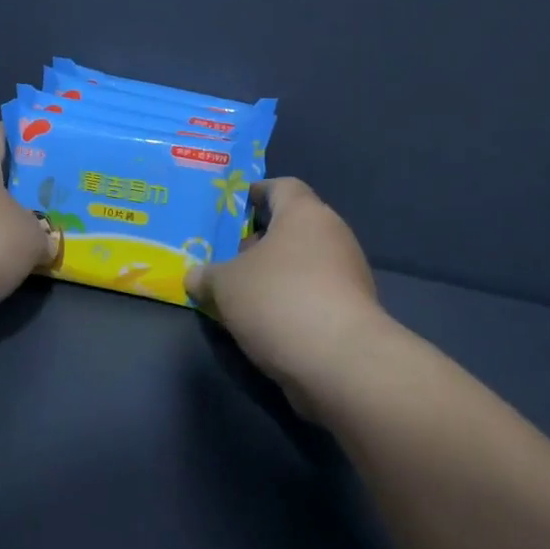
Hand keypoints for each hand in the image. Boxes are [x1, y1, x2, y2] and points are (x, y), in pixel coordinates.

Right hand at [186, 178, 385, 408]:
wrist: (341, 362)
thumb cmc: (279, 300)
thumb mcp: (225, 284)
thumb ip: (207, 275)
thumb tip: (196, 276)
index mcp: (305, 213)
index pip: (282, 186)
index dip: (257, 192)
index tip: (234, 206)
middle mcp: (333, 235)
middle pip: (293, 227)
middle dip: (260, 241)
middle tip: (228, 256)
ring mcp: (348, 274)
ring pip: (303, 263)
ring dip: (275, 274)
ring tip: (241, 293)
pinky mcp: (353, 311)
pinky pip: (314, 294)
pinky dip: (291, 300)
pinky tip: (265, 321)